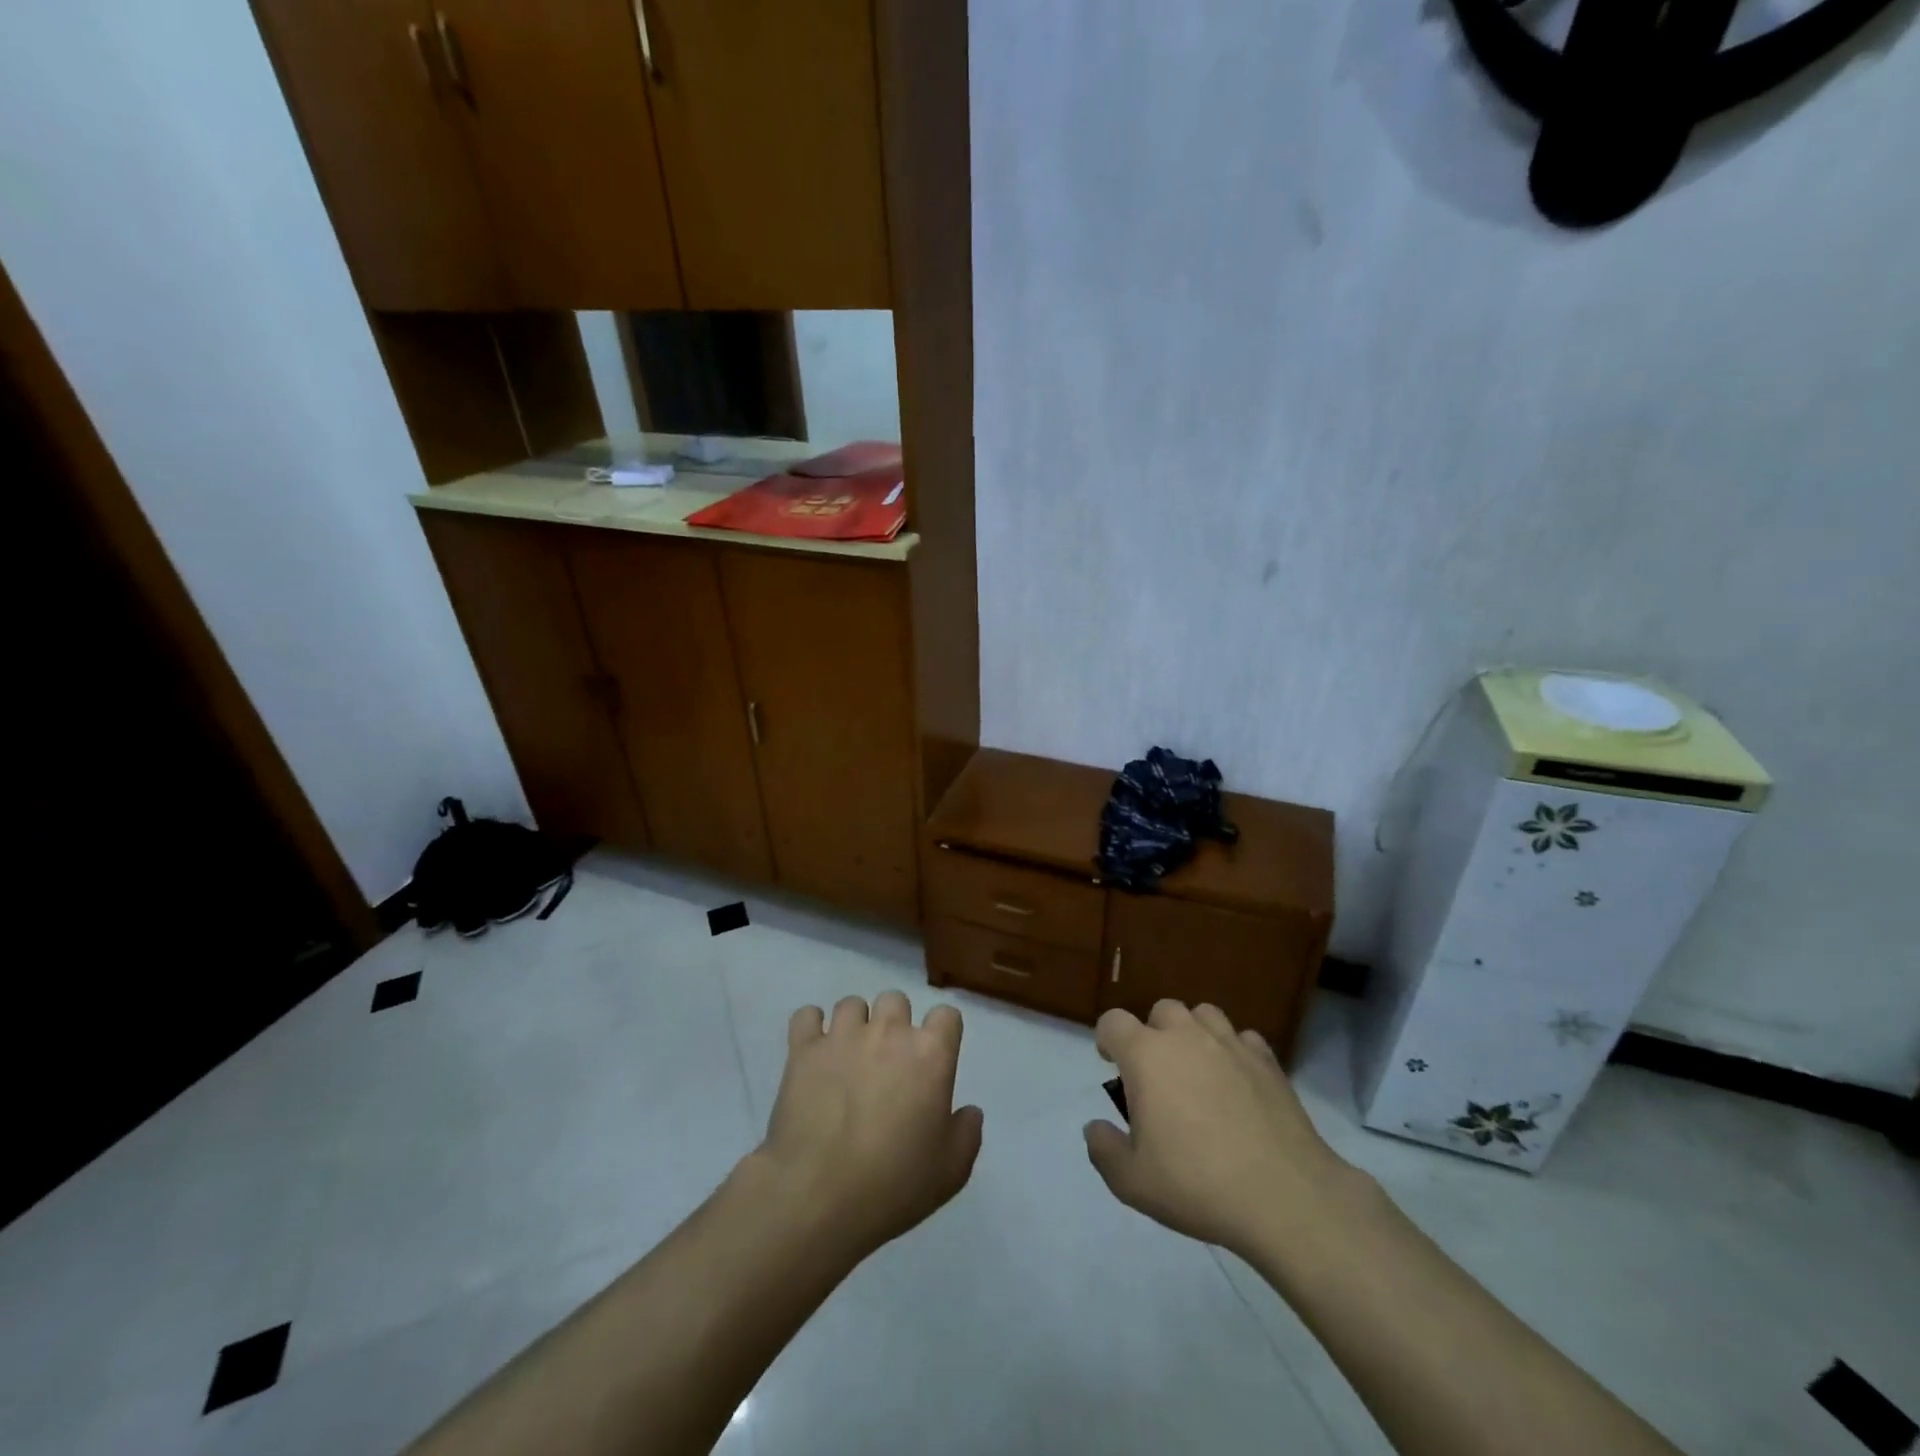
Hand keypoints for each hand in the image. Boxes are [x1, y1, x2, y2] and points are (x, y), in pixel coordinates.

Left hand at [752, 991, 982, 1261]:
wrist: (819, 1195)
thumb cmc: (893, 1184)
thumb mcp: (951, 1171)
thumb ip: (967, 1133)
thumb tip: (969, 1111)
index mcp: (930, 1054)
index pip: (946, 1016)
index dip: (942, 1034)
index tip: (934, 1059)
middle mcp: (889, 1032)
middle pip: (896, 1000)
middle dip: (895, 1024)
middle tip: (888, 1062)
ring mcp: (844, 1035)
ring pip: (852, 1004)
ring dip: (855, 1025)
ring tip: (848, 1057)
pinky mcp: (804, 1048)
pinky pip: (807, 1016)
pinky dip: (811, 1028)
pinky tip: (814, 1052)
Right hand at [1083, 1000, 1356, 1255]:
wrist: (1284, 1198)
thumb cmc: (1198, 1184)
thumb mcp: (1133, 1182)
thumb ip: (1104, 1150)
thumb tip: (1095, 1127)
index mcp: (1146, 1056)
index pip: (1113, 1021)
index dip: (1107, 1039)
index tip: (1112, 1064)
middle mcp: (1186, 1037)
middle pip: (1162, 1010)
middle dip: (1154, 1033)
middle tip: (1158, 1074)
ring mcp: (1230, 1044)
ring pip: (1204, 1014)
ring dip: (1194, 1033)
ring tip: (1198, 1070)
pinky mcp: (1268, 1060)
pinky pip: (1243, 1039)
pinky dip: (1235, 1052)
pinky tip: (1238, 1083)